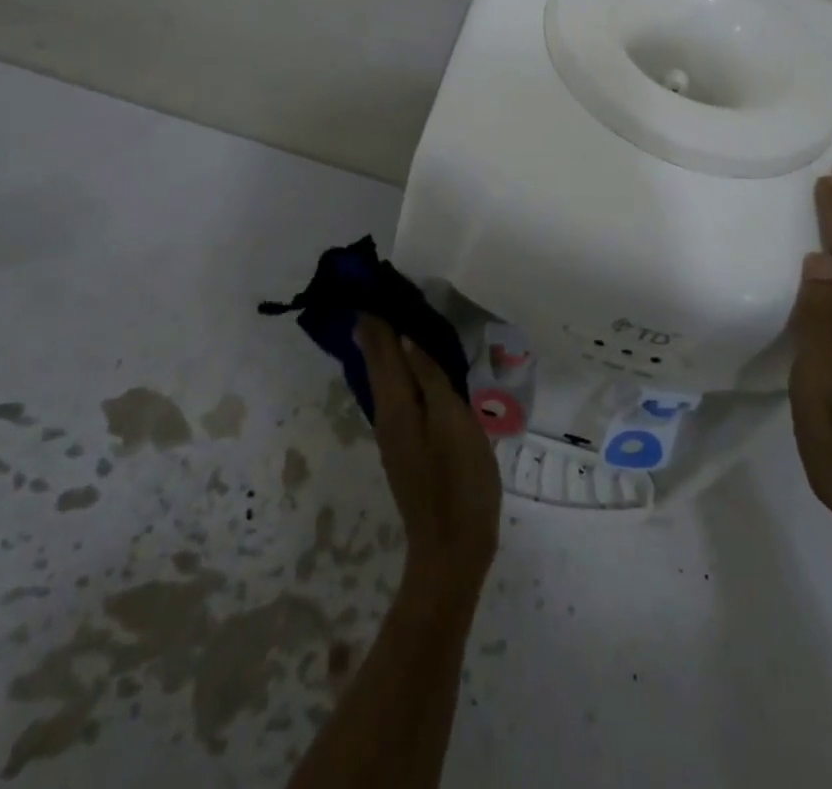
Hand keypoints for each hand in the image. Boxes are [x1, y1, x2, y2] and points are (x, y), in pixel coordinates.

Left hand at [358, 316, 501, 592]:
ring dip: (389, 344)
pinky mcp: (409, 445)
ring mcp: (396, 432)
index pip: (379, 347)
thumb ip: (429, 378)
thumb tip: (405, 336)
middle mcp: (387, 414)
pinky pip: (399, 392)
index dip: (375, 315)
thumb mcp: (452, 422)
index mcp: (396, 403)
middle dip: (377, 325)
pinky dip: (402, 367)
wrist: (452, 550)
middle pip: (377, 360)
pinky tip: (416, 362)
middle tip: (383, 289)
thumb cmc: (458, 481)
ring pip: (387, 376)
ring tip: (399, 314)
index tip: (373, 280)